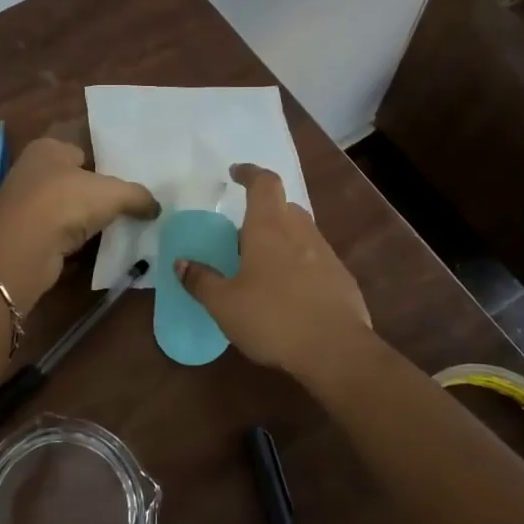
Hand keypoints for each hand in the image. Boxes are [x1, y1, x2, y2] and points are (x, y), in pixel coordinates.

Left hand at [0, 136, 157, 310]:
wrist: (24, 248)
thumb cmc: (66, 202)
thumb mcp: (113, 193)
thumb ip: (138, 196)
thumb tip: (156, 207)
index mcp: (48, 148)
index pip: (82, 148)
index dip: (105, 161)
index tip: (128, 177)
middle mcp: (32, 170)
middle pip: (74, 178)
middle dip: (97, 191)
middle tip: (129, 203)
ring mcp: (26, 203)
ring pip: (66, 207)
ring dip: (86, 217)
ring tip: (119, 225)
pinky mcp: (26, 233)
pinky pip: (60, 232)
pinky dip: (75, 238)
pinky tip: (97, 245)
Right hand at [175, 163, 372, 378]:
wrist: (337, 351)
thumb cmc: (273, 318)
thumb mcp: (224, 304)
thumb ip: (201, 280)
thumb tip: (181, 262)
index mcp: (269, 228)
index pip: (264, 183)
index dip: (249, 173)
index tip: (235, 173)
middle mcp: (300, 232)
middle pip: (283, 207)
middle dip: (263, 213)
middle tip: (241, 236)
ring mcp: (326, 254)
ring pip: (300, 233)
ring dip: (281, 239)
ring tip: (261, 267)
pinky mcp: (342, 279)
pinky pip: (315, 259)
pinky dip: (298, 265)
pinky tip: (288, 293)